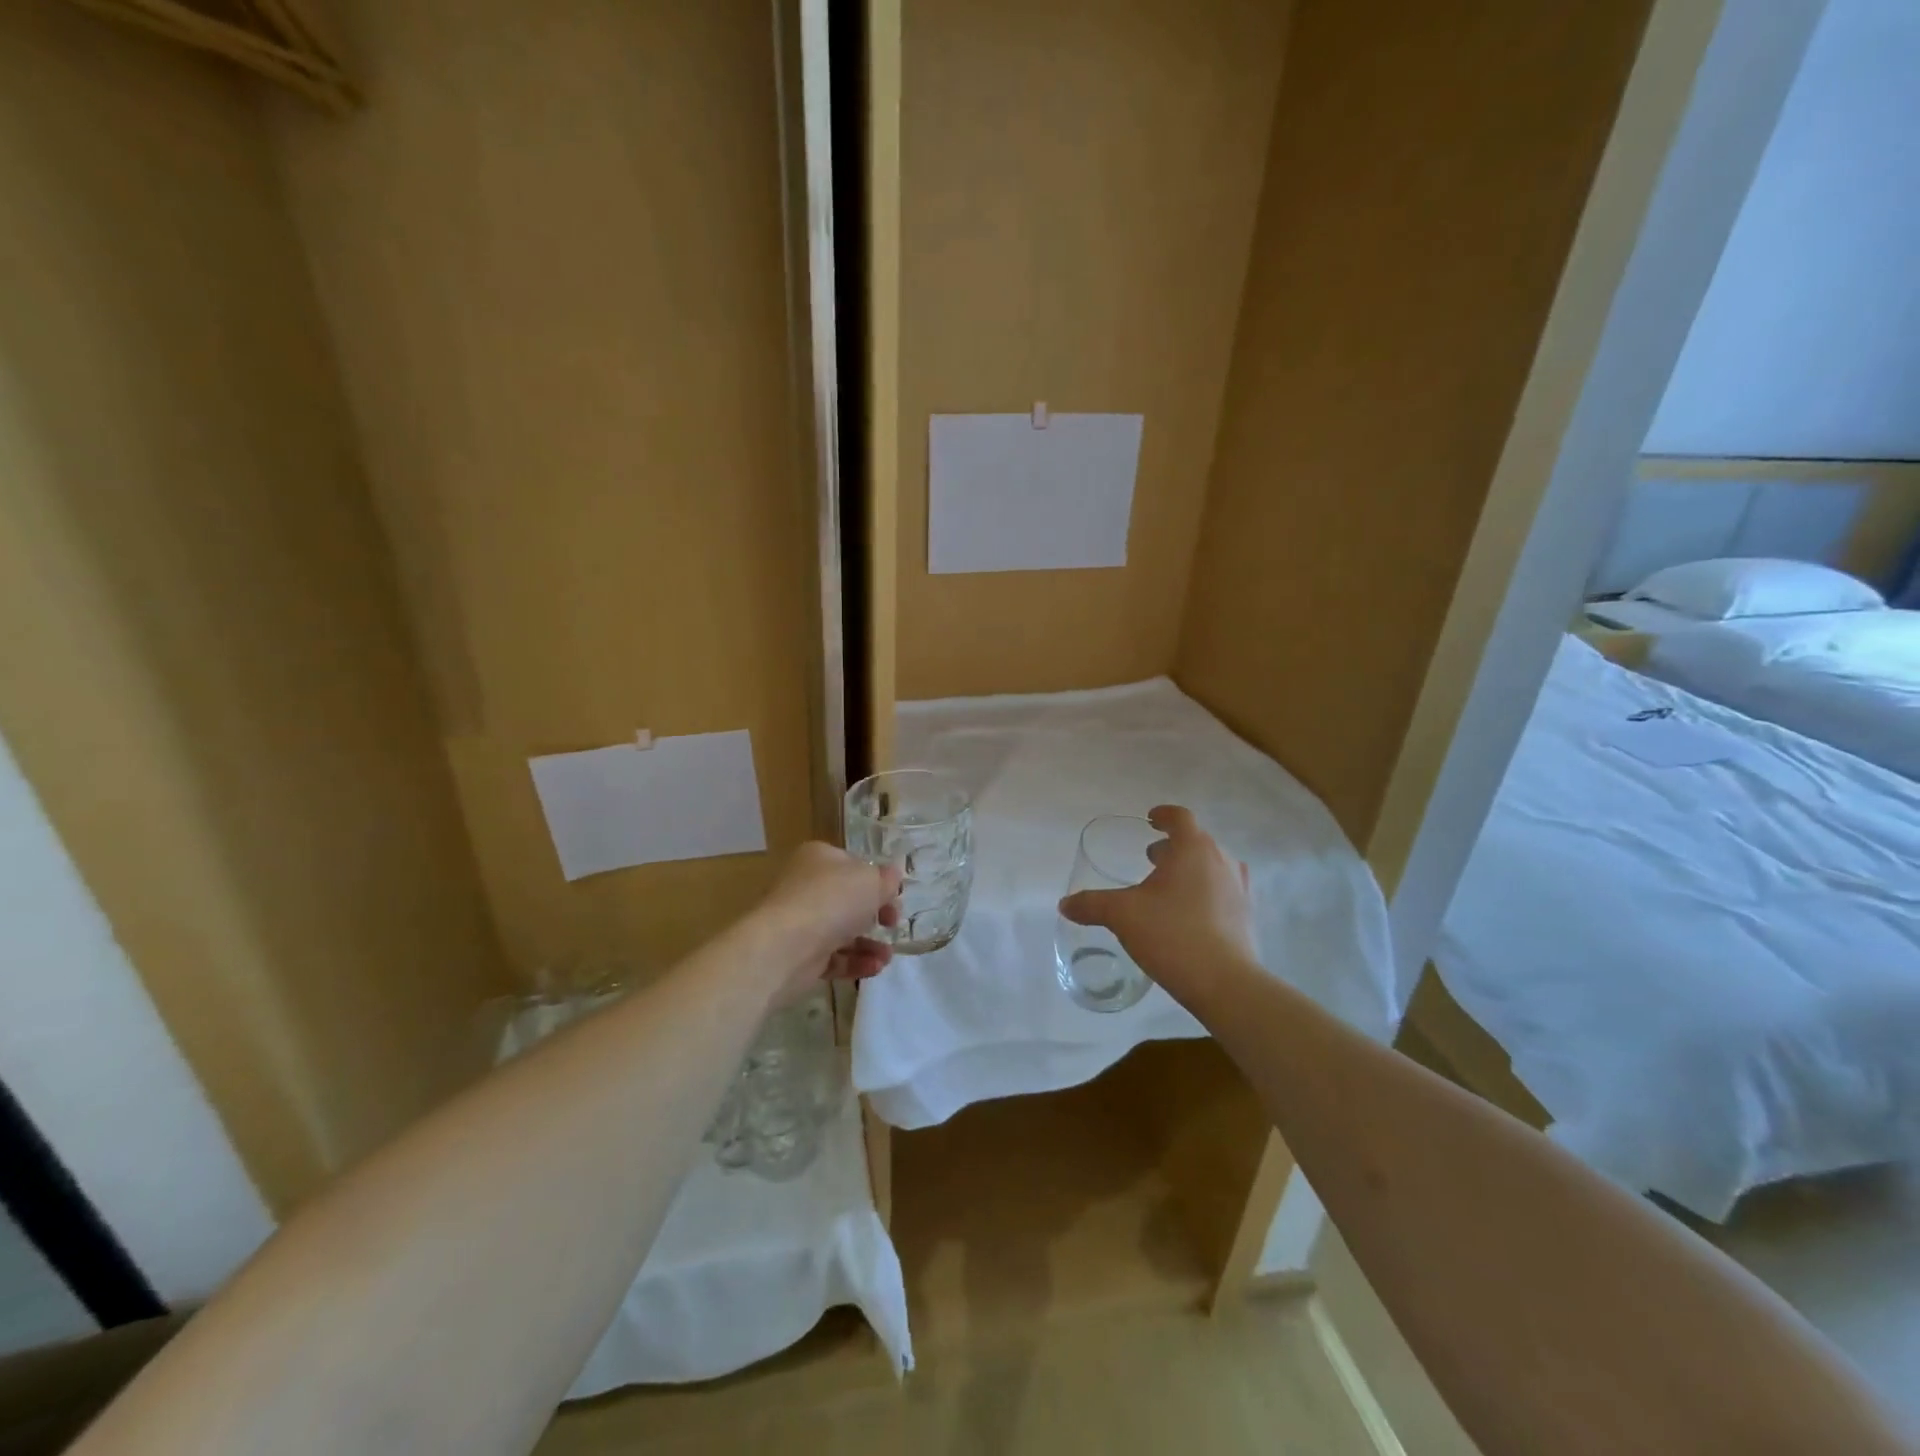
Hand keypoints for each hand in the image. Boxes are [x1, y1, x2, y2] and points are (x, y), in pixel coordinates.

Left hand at [757, 841, 901, 1003]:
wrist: (786, 946)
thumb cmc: (832, 900)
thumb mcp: (872, 881)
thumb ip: (887, 879)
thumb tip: (892, 877)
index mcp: (819, 858)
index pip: (853, 865)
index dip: (877, 881)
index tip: (895, 898)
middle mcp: (806, 886)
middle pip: (848, 900)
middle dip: (875, 915)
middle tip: (892, 924)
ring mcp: (801, 922)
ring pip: (842, 931)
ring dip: (869, 944)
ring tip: (886, 957)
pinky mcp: (799, 955)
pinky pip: (832, 957)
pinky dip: (854, 962)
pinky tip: (874, 968)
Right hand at [1058, 805, 1255, 999]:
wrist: (1225, 983)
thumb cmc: (1172, 934)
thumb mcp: (1122, 915)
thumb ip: (1091, 904)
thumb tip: (1065, 904)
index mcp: (1193, 848)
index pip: (1180, 818)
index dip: (1163, 815)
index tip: (1150, 820)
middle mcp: (1221, 860)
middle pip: (1197, 841)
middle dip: (1173, 846)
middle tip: (1151, 859)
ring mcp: (1238, 888)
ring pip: (1212, 866)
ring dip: (1190, 869)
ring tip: (1168, 888)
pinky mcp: (1246, 915)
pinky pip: (1223, 891)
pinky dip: (1205, 891)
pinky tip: (1188, 914)